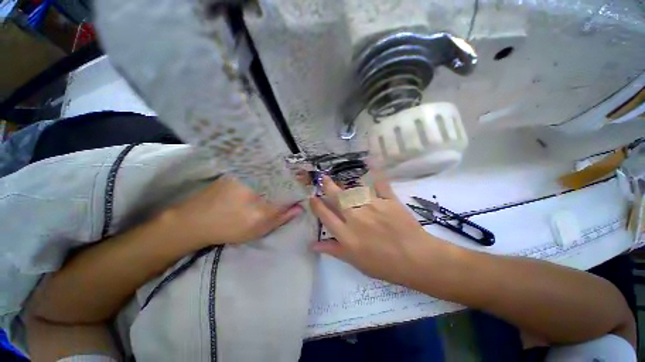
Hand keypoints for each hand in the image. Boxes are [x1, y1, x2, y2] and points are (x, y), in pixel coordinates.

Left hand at [167, 176, 302, 246]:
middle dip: (293, 180)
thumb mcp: (258, 228)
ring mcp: (246, 173)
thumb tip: (299, 207)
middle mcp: (256, 179)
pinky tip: (269, 180)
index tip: (305, 191)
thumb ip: (281, 217)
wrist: (195, 220)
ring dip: (281, 176)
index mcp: (263, 194)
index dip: (300, 187)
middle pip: (283, 175)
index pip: (290, 186)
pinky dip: (269, 174)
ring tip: (285, 183)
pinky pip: (261, 170)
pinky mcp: (239, 171)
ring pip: (272, 171)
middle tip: (297, 186)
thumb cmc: (229, 227)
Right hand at [310, 174, 444, 285]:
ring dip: (347, 186)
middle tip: (323, 178)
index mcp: (347, 234)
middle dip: (327, 186)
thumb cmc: (384, 265)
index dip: (316, 205)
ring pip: (355, 190)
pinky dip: (376, 173)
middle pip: (337, 198)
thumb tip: (313, 245)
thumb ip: (334, 250)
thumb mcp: (355, 261)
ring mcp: (372, 206)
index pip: (325, 216)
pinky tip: (372, 162)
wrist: (417, 259)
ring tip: (344, 183)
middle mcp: (356, 217)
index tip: (312, 198)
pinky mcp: (388, 200)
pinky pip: (380, 184)